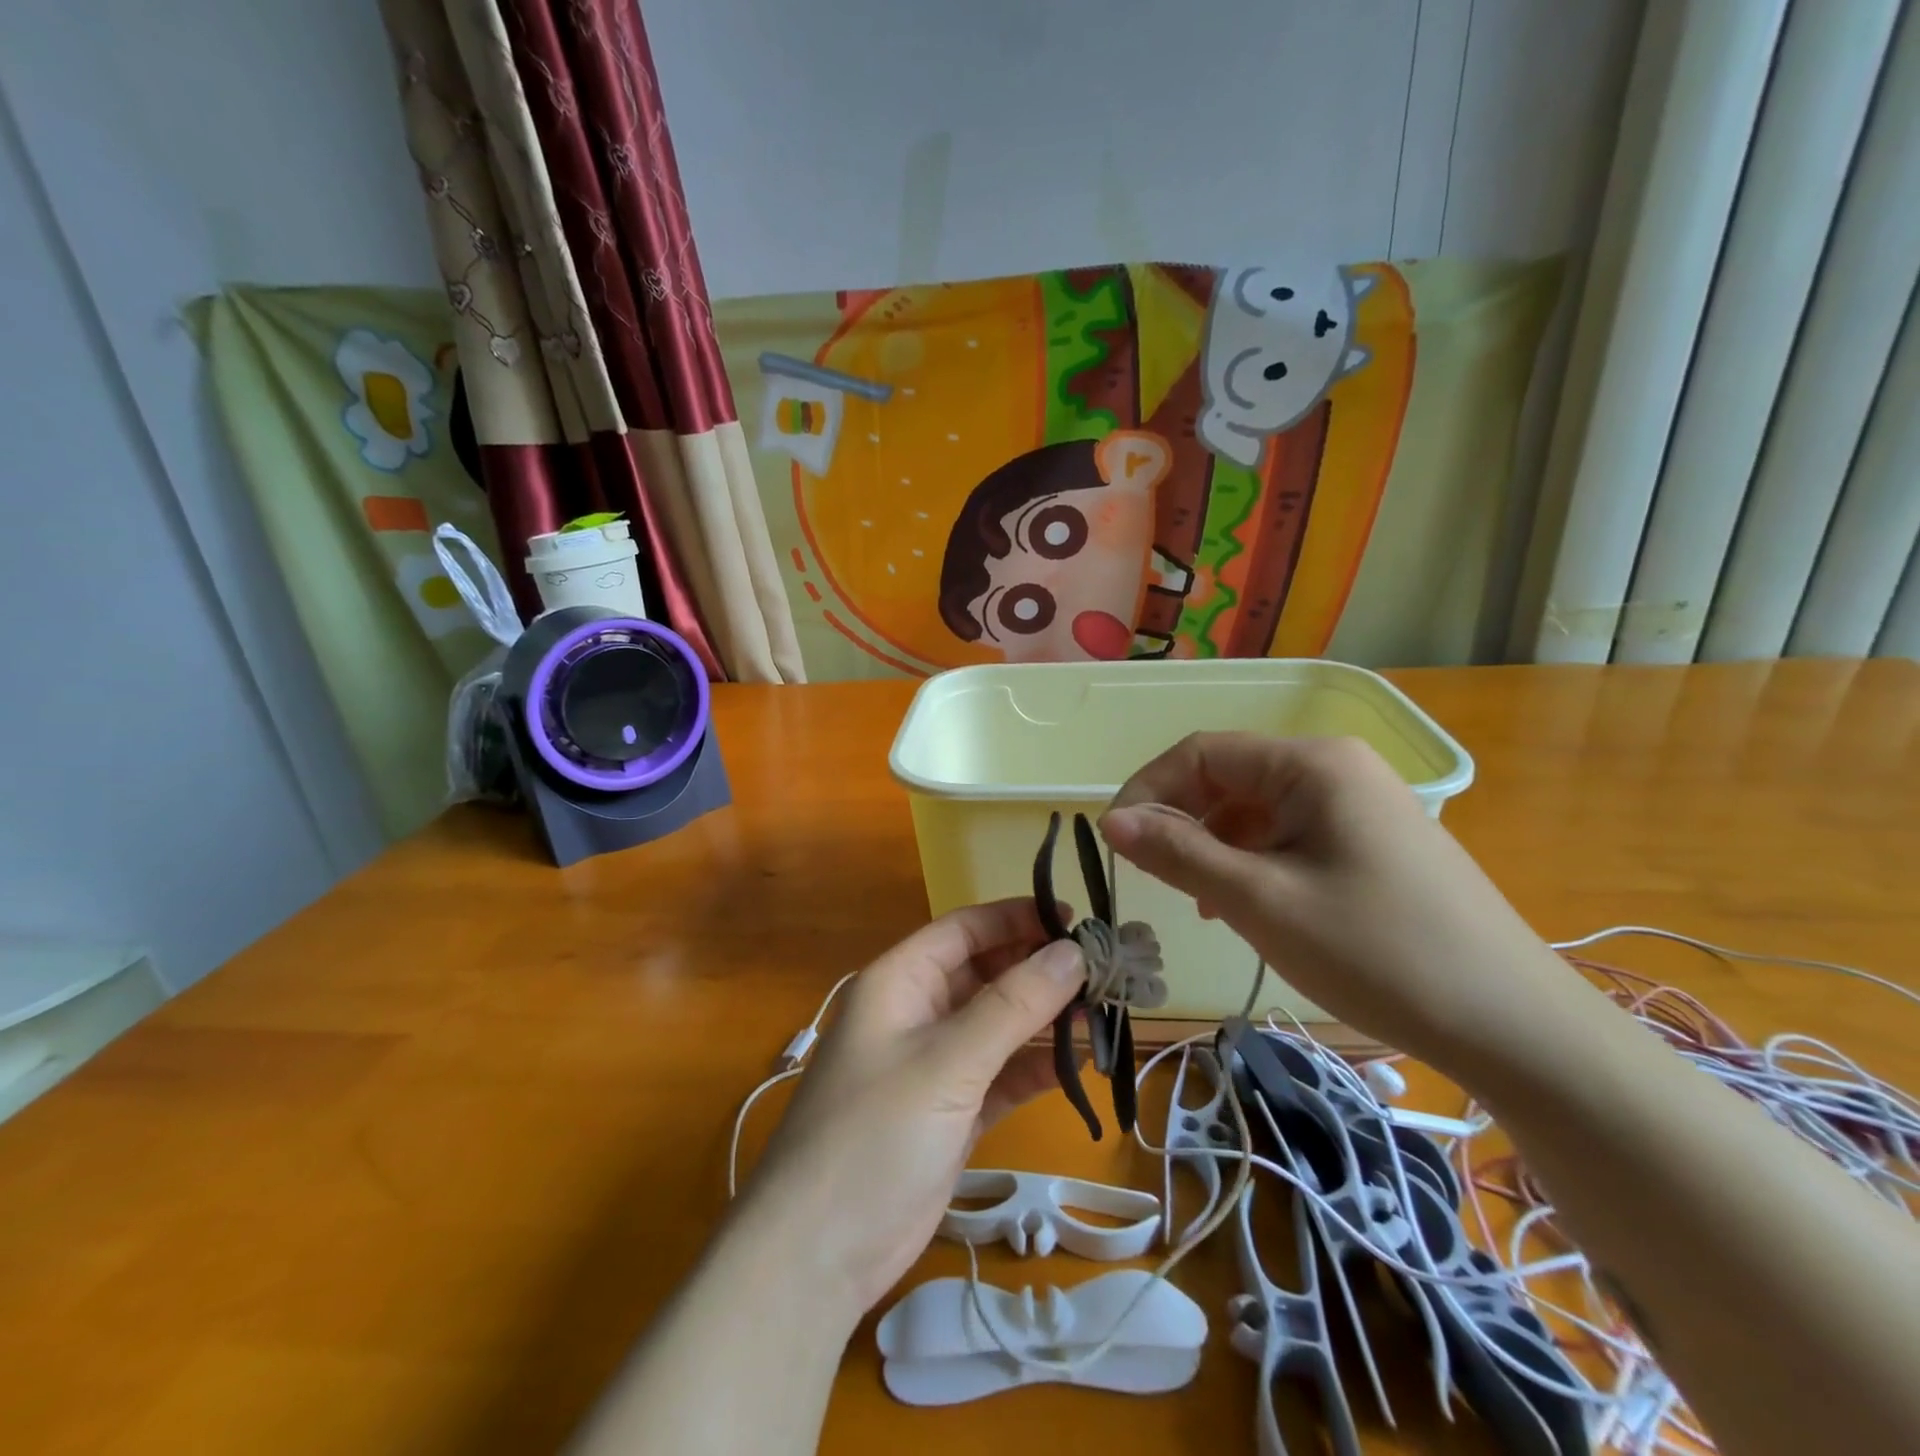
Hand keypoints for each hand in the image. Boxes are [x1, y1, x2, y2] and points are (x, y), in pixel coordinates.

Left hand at [736, 899, 1086, 1322]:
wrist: (816, 1255)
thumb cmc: (875, 1135)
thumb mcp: (947, 1061)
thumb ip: (1013, 1005)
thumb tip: (1072, 952)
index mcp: (901, 981)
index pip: (965, 929)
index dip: (1018, 918)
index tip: (1076, 921)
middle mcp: (917, 1012)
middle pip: (986, 973)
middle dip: (1039, 971)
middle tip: (1102, 973)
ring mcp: (934, 1065)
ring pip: (998, 1025)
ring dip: (1044, 1021)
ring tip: (1104, 1015)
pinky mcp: (951, 1113)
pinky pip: (1001, 1075)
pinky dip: (1034, 1069)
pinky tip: (1078, 1066)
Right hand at [1098, 733, 1577, 1074]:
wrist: (1514, 1027)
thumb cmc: (1376, 953)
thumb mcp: (1260, 901)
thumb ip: (1179, 853)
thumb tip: (1111, 820)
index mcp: (1311, 764)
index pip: (1202, 752)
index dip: (1148, 789)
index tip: (1114, 842)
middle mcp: (1336, 768)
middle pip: (1230, 777)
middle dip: (1181, 821)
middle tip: (1154, 878)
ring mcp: (1360, 804)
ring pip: (1257, 810)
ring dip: (1214, 845)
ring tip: (1199, 902)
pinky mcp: (1373, 842)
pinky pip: (1291, 835)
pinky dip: (1253, 861)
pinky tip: (1245, 905)